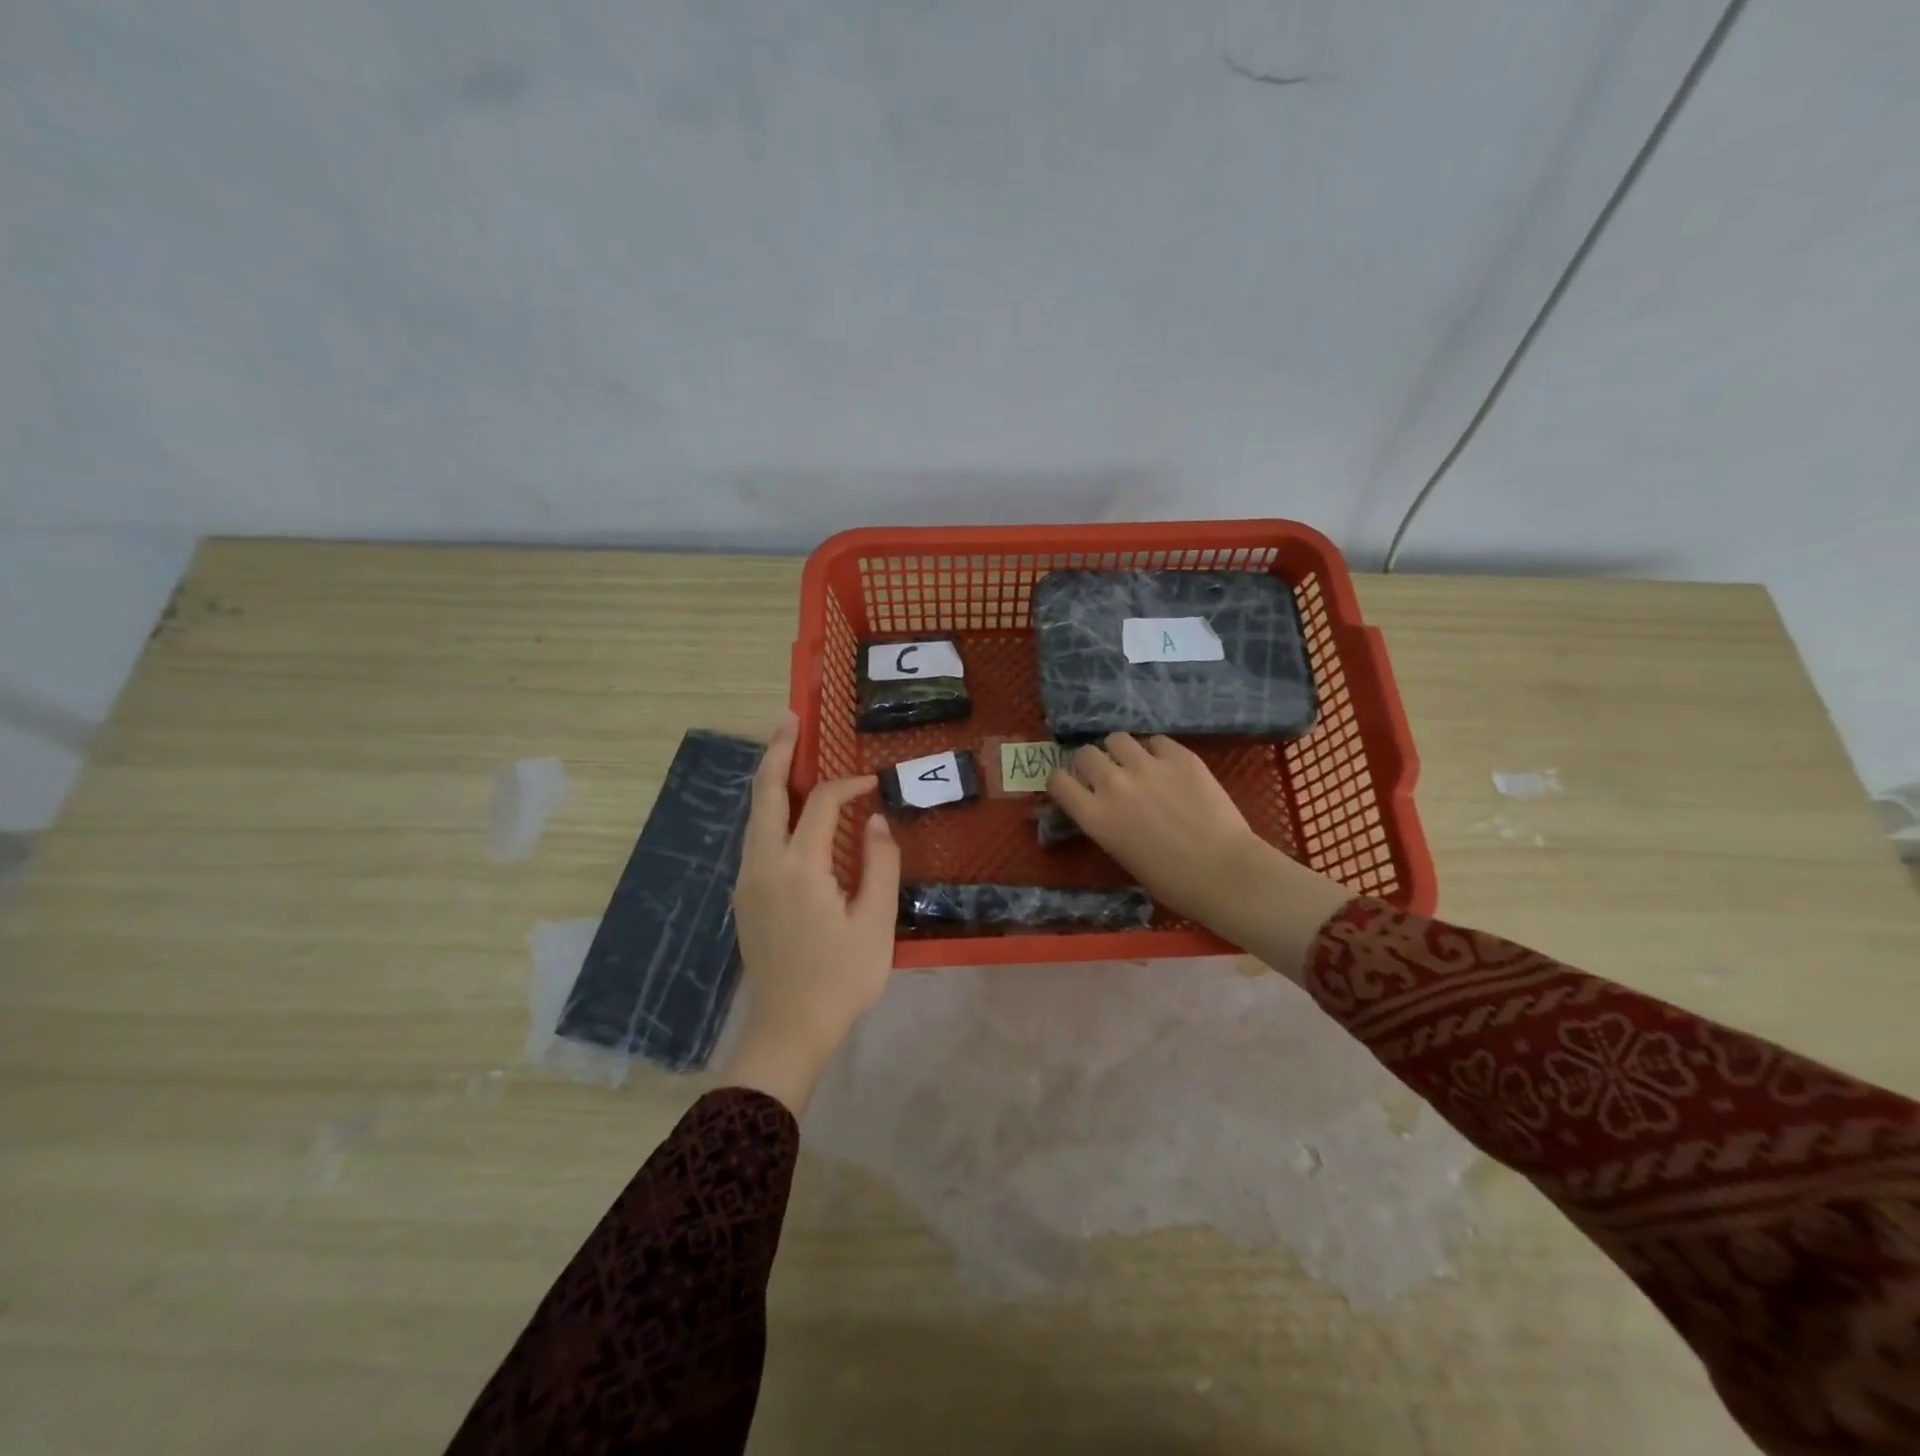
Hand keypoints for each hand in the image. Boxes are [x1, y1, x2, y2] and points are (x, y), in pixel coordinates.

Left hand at [727, 711, 899, 1113]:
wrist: (789, 1029)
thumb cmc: (841, 978)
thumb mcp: (876, 923)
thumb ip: (880, 864)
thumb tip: (876, 821)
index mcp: (800, 868)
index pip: (822, 805)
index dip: (849, 786)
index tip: (875, 784)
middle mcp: (764, 864)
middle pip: (767, 794)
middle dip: (778, 752)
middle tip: (790, 717)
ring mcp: (748, 879)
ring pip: (755, 814)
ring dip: (771, 778)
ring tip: (786, 747)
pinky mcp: (745, 895)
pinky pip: (755, 836)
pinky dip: (770, 808)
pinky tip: (787, 805)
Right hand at [1047, 733, 1352, 980]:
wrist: (1224, 873)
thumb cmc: (1171, 881)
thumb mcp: (1121, 853)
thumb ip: (1106, 823)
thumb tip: (1104, 807)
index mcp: (1095, 816)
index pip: (1057, 780)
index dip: (1064, 781)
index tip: (1075, 786)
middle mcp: (1113, 784)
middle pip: (1085, 753)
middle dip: (1091, 762)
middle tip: (1107, 775)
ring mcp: (1147, 766)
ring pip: (1118, 738)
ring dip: (1121, 751)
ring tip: (1137, 764)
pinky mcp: (1180, 756)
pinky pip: (1156, 741)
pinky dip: (1156, 751)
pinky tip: (1168, 766)